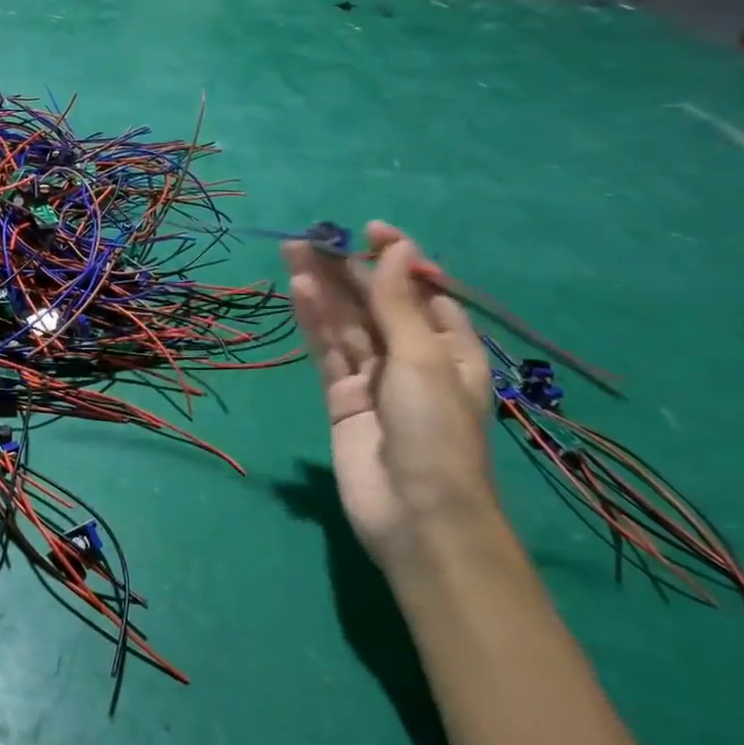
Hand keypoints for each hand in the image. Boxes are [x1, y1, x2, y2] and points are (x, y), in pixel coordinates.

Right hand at [282, 222, 496, 566]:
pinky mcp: (342, 397)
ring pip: (345, 323)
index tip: (368, 230)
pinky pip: (328, 351)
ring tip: (293, 251)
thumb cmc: (436, 430)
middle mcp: (412, 357)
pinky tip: (299, 291)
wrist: (417, 514)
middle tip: (311, 237)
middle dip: (347, 270)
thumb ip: (399, 302)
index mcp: (450, 346)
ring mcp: (374, 378)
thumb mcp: (423, 357)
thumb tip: (397, 245)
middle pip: (375, 302)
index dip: (396, 258)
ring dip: (323, 289)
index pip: (420, 290)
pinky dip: (314, 321)